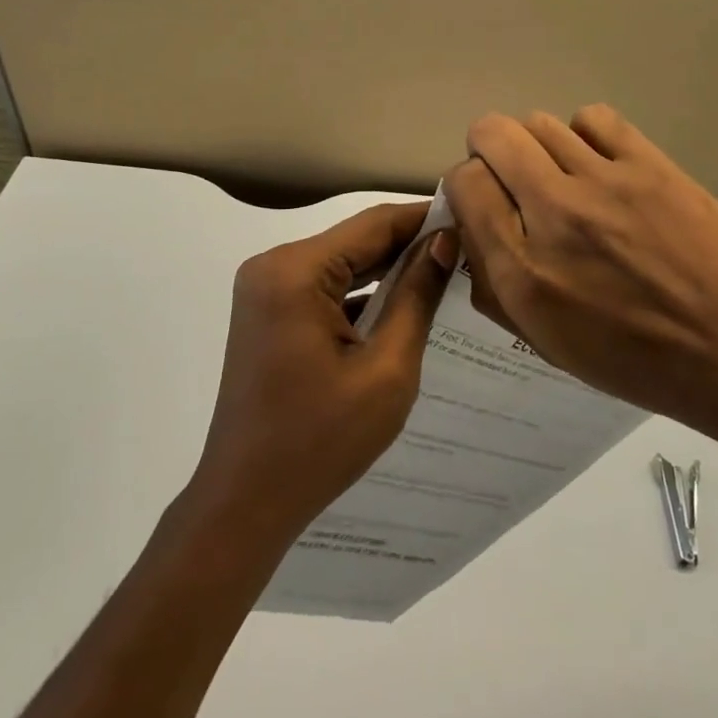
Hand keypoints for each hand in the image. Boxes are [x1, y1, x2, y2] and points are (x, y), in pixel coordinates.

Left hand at [189, 203, 455, 545]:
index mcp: (295, 271)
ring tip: (446, 270)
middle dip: (410, 245)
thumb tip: (444, 242)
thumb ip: (416, 297)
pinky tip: (403, 302)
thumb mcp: (386, 369)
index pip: (374, 224)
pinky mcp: (267, 312)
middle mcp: (273, 265)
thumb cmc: (321, 440)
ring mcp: (265, 289)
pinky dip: (361, 294)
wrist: (246, 501)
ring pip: (340, 263)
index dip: (424, 218)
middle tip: (468, 247)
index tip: (471, 216)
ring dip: (388, 269)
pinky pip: (323, 288)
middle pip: (355, 241)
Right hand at [442, 105, 717, 469]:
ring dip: (537, 146)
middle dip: (488, 151)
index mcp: (524, 273)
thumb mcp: (550, 345)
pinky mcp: (652, 164)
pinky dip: (584, 135)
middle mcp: (555, 215)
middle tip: (511, 178)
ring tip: (562, 176)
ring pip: (539, 121)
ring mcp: (607, 182)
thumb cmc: (644, 365)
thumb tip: (475, 230)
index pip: (463, 183)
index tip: (484, 202)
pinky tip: (601, 166)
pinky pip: (593, 118)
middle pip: (492, 135)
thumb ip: (496, 286)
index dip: (466, 187)